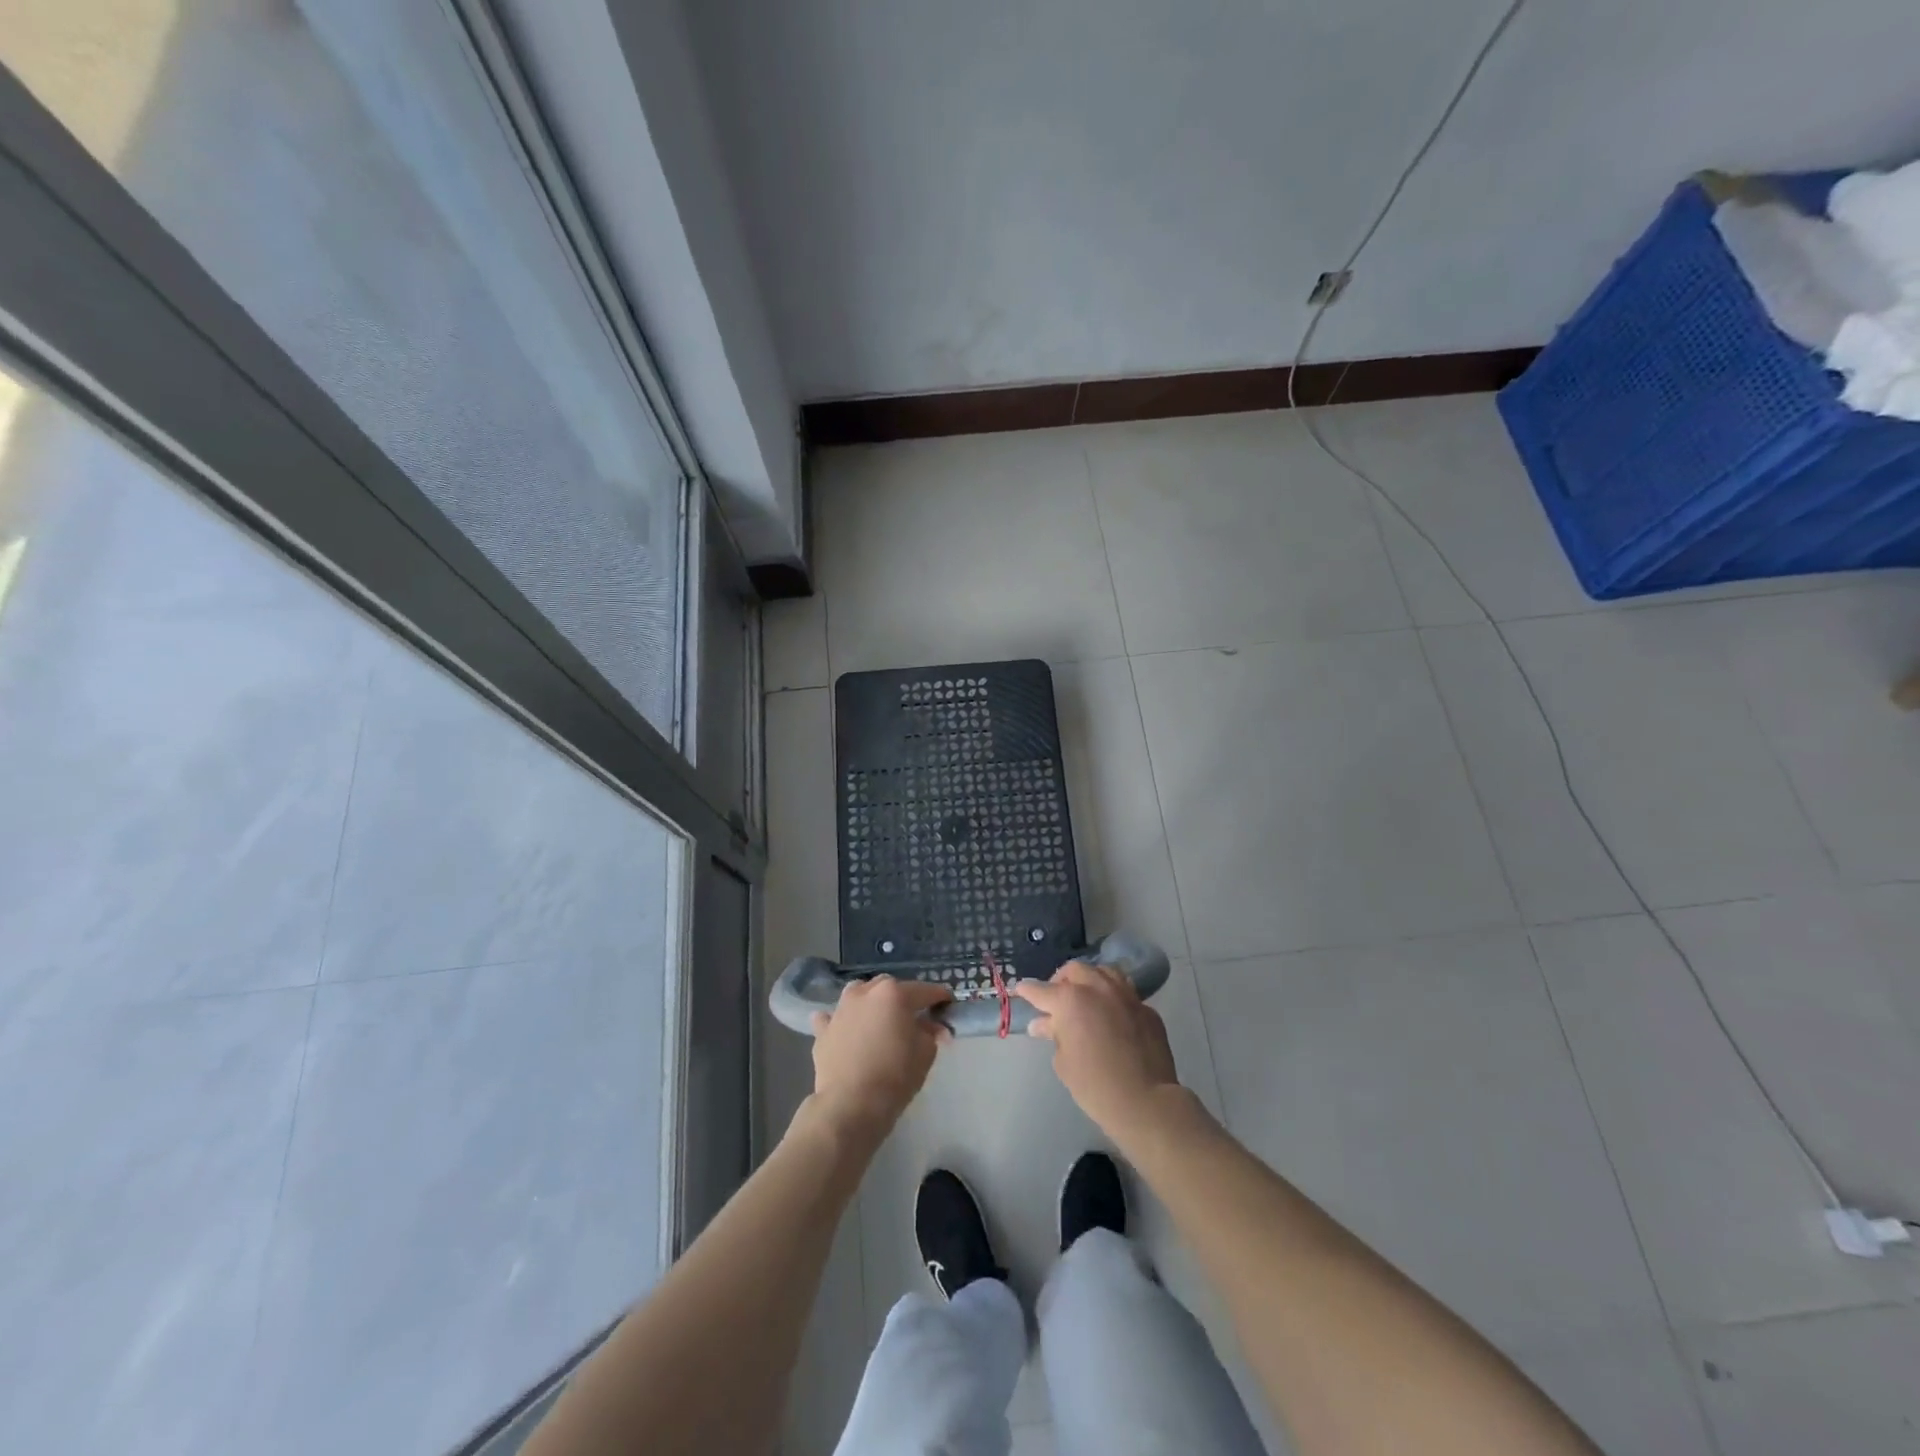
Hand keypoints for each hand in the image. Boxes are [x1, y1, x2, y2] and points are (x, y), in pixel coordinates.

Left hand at [809, 976, 952, 1139]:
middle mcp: (866, 992)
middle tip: (913, 1017)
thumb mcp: (926, 1053)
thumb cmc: (895, 1076)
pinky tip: (844, 1030)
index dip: (940, 997)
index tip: (948, 1004)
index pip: (925, 991)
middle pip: (890, 988)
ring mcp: (841, 1009)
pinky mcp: (823, 1030)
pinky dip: (840, 1021)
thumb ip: (931, 1032)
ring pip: (859, 994)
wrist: (851, 1104)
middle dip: (903, 998)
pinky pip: (831, 1018)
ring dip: (870, 1001)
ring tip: (877, 1019)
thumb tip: (933, 1026)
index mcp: (894, 994)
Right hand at [1012, 961, 1180, 1136]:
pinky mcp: (1146, 1008)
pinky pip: (1125, 993)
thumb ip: (1054, 1035)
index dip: (1027, 990)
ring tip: (1086, 996)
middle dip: (1061, 980)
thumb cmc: (1095, 1085)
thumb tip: (1044, 1024)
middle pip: (1074, 970)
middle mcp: (1097, 988)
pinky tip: (1112, 1014)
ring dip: (1090, 980)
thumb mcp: (1064, 1062)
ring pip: (1104, 972)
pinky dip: (1113, 998)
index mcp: (1070, 1000)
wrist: (1145, 1101)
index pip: (1041, 990)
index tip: (1020, 989)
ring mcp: (1125, 995)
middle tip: (1056, 998)